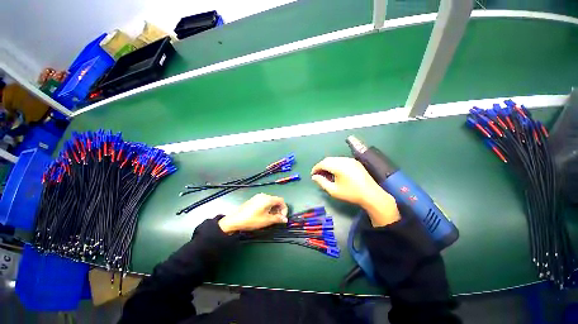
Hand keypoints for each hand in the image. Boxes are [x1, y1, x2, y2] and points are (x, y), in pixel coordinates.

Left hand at [218, 193, 287, 232]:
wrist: (235, 220)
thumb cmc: (252, 220)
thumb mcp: (266, 220)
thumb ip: (277, 219)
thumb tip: (285, 219)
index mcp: (268, 199)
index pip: (281, 201)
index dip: (284, 209)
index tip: (283, 217)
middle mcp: (264, 195)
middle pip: (276, 200)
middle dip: (279, 209)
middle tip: (278, 218)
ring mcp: (258, 197)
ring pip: (270, 201)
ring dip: (274, 208)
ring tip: (271, 217)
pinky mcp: (254, 200)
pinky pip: (264, 201)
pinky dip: (268, 207)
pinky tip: (265, 214)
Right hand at [311, 157, 399, 226]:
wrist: (371, 195)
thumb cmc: (351, 194)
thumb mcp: (333, 190)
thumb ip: (322, 182)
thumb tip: (314, 177)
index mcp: (338, 166)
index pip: (323, 163)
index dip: (316, 168)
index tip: (312, 175)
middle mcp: (344, 160)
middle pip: (328, 160)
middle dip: (321, 166)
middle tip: (318, 175)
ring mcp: (350, 160)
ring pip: (334, 159)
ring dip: (328, 165)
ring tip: (326, 174)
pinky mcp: (355, 162)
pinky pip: (341, 160)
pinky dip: (335, 164)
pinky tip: (335, 172)